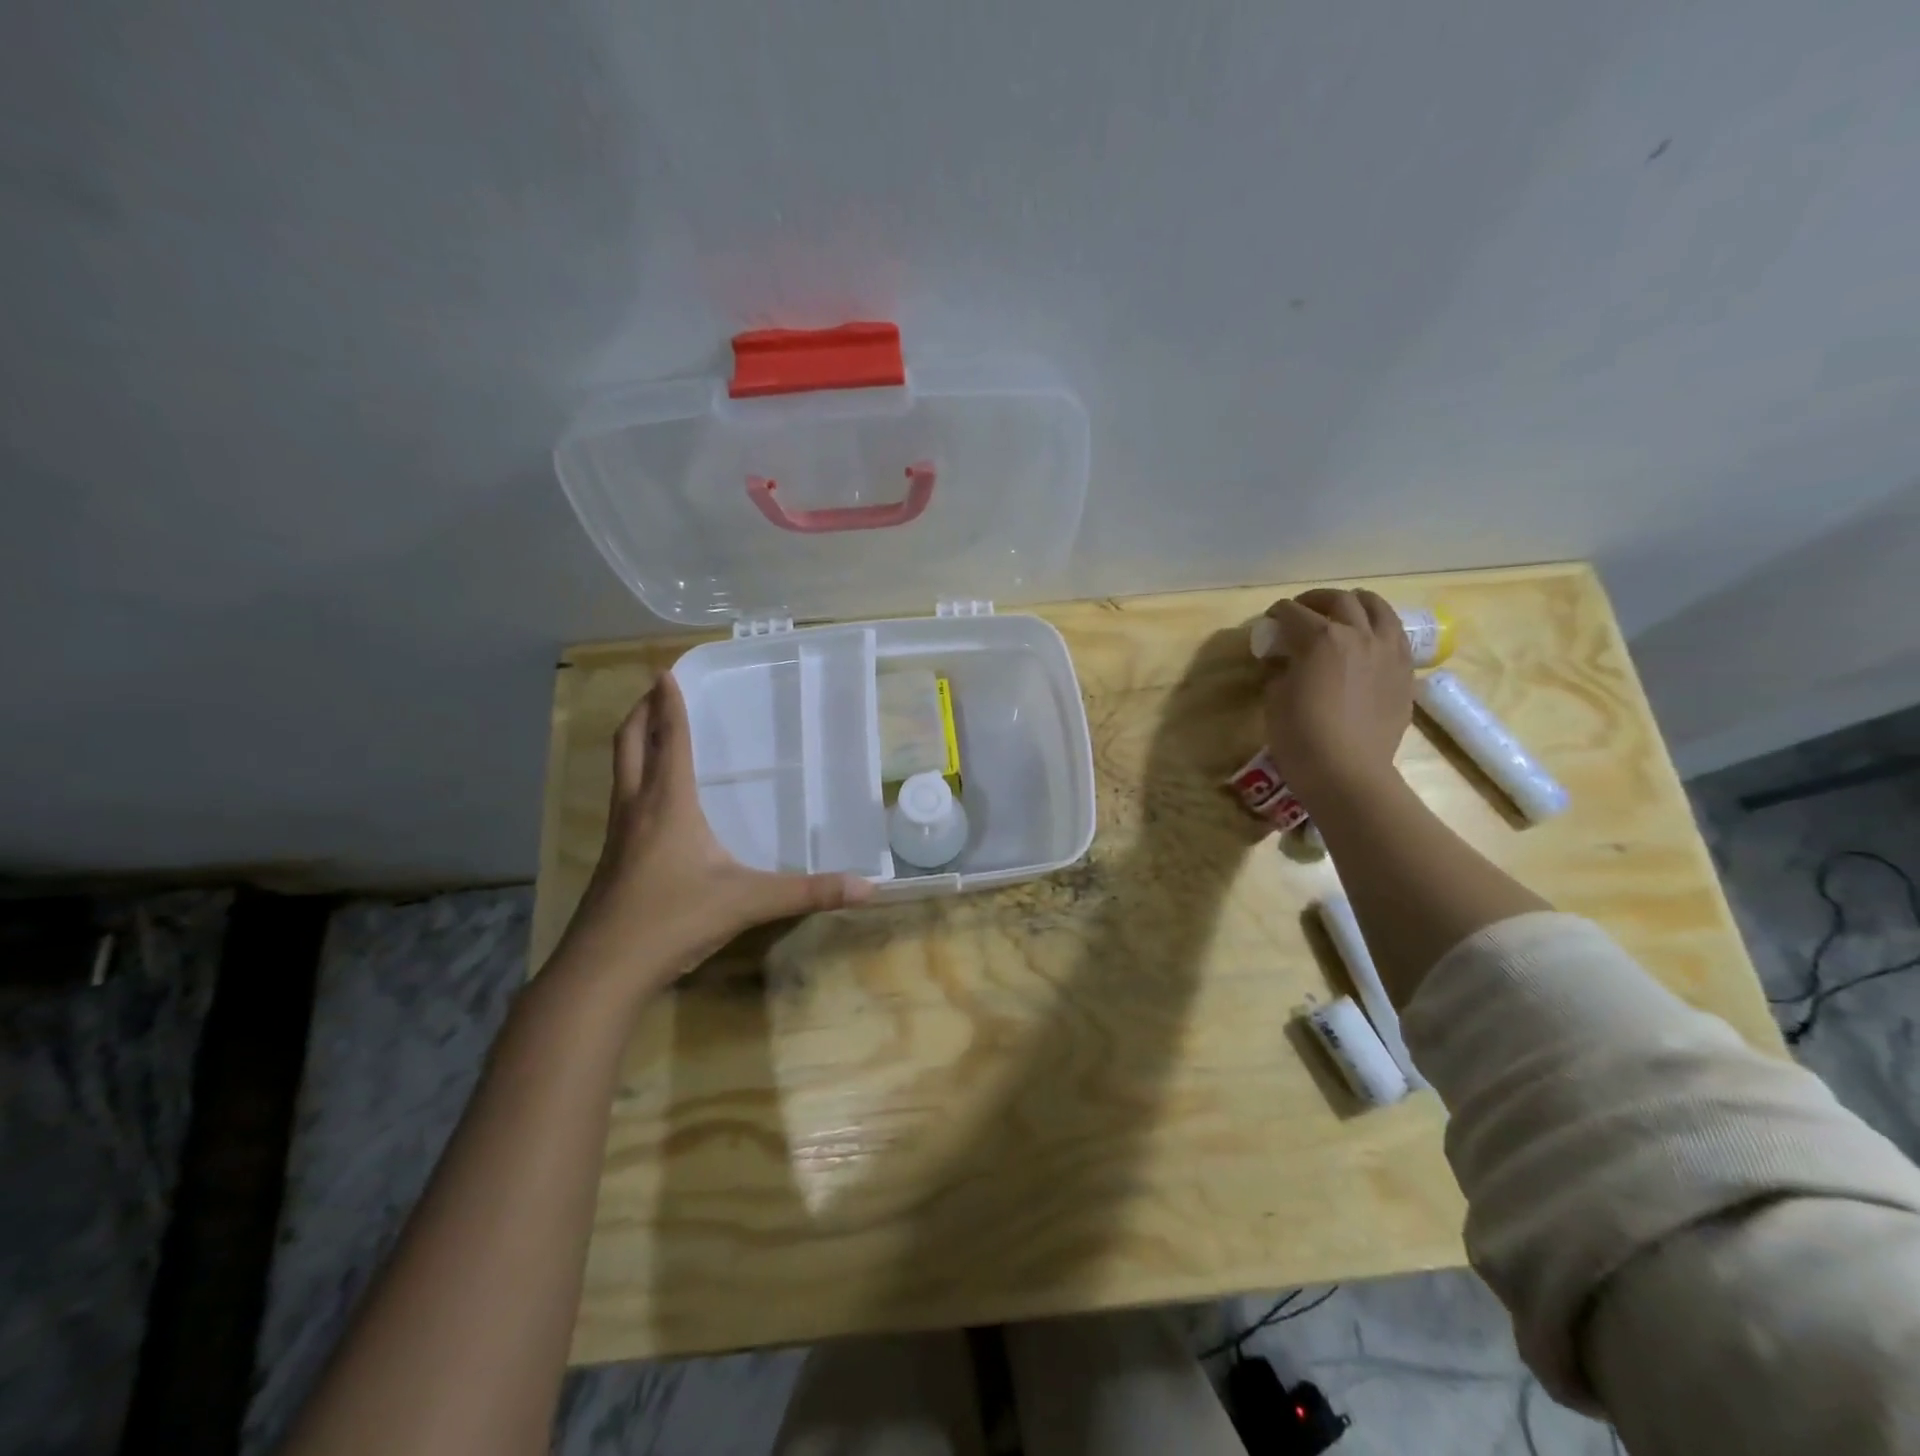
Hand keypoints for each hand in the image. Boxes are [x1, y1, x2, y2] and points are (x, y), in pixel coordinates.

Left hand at [557, 673, 871, 991]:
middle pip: (629, 743)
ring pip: (619, 770)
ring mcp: (617, 833)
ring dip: (633, 741)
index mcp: (669, 803)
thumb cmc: (674, 920)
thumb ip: (808, 892)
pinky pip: (621, 798)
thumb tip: (868, 887)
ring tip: (652, 730)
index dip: (670, 704)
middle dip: (640, 711)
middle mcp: (637, 807)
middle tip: (655, 690)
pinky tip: (652, 798)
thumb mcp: (748, 902)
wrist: (603, 970)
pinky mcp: (610, 858)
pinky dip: (633, 777)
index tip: (666, 671)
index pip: (670, 739)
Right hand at [1260, 588, 1412, 804]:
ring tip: (1344, 612)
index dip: (1276, 615)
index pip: (1292, 612)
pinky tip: (1368, 641)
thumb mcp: (1274, 699)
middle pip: (1339, 600)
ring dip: (1356, 604)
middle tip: (1302, 613)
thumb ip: (1280, 671)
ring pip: (1377, 608)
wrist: (1348, 773)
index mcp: (1321, 638)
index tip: (1268, 623)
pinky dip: (1379, 629)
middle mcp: (1359, 635)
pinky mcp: (1404, 672)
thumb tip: (1285, 663)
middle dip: (1315, 600)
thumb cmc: (1300, 737)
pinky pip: (1395, 636)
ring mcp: (1388, 652)